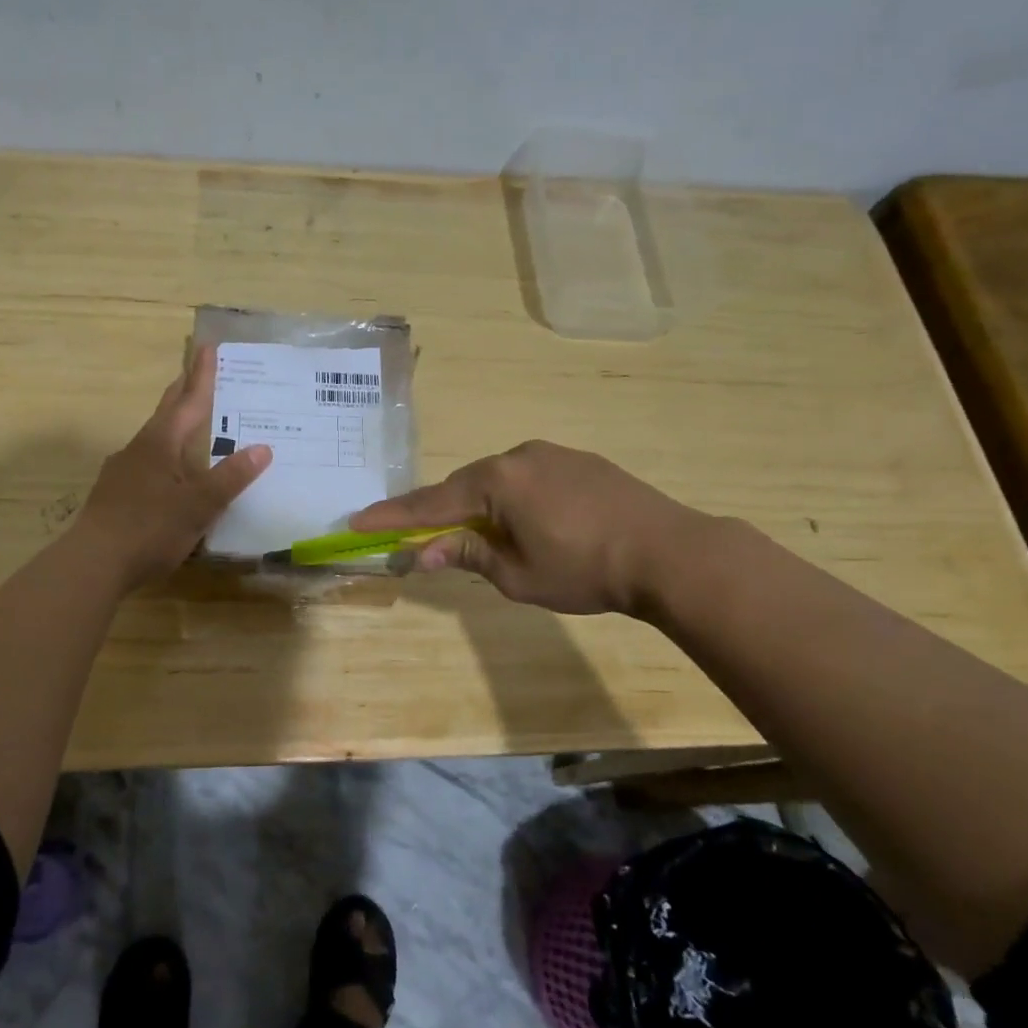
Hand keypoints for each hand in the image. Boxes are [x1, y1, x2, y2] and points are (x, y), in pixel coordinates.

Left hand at [75, 345, 271, 587]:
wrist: (93, 562)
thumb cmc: (150, 528)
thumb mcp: (199, 505)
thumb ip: (230, 478)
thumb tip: (262, 448)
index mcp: (160, 444)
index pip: (187, 402)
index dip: (201, 376)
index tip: (207, 347)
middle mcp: (138, 449)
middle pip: (165, 413)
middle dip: (181, 392)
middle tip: (194, 372)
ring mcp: (122, 472)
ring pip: (154, 440)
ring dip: (172, 427)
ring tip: (189, 427)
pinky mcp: (114, 494)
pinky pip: (146, 465)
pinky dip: (164, 458)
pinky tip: (169, 476)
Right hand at [352, 440, 705, 614]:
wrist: (669, 551)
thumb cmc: (585, 569)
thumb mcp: (518, 574)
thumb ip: (468, 555)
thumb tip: (424, 551)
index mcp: (497, 481)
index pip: (431, 502)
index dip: (393, 516)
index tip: (357, 521)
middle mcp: (518, 456)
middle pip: (463, 486)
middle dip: (440, 511)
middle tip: (418, 536)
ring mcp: (551, 454)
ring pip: (497, 480)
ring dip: (480, 505)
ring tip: (482, 536)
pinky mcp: (579, 460)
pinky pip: (528, 477)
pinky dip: (513, 498)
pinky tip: (528, 522)